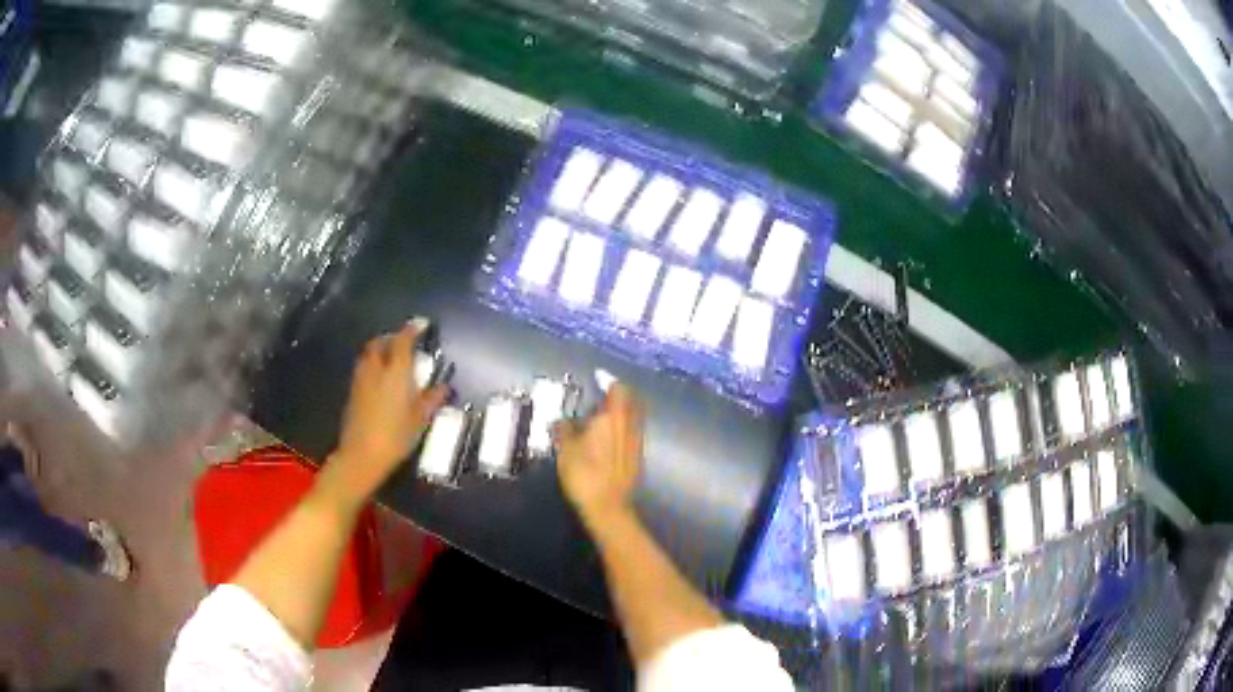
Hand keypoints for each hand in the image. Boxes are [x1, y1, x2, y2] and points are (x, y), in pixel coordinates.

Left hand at [328, 323, 447, 501]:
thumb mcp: (420, 420)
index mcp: (396, 371)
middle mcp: (376, 369)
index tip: (421, 324)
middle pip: (380, 343)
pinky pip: (363, 369)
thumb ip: (431, 399)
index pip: (403, 341)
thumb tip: (443, 387)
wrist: (362, 455)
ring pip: (369, 355)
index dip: (412, 330)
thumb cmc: (396, 436)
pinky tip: (380, 380)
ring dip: (379, 350)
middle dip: (391, 338)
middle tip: (403, 342)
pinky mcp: (352, 393)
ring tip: (391, 359)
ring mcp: (361, 380)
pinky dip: (372, 366)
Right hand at [555, 384, 644, 525]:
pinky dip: (622, 428)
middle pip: (628, 400)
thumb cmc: (584, 474)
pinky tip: (608, 438)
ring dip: (620, 413)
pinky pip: (631, 432)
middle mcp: (629, 424)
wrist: (608, 507)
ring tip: (601, 418)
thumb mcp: (565, 450)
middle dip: (616, 396)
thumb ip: (565, 430)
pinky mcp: (638, 456)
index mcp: (612, 417)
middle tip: (598, 399)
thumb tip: (563, 420)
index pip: (617, 388)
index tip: (597, 381)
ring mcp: (636, 440)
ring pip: (632, 417)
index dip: (607, 382)